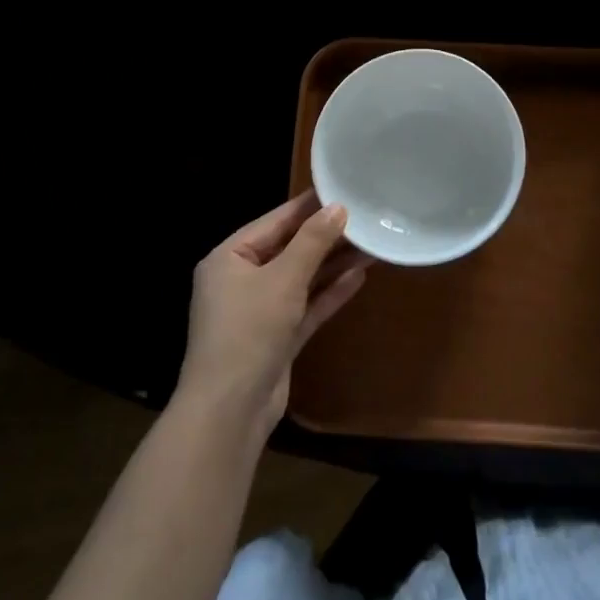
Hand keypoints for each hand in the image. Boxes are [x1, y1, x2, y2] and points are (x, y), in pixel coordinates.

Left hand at [176, 193, 370, 433]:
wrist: (231, 410)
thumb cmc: (249, 330)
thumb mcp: (283, 279)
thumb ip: (312, 242)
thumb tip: (338, 208)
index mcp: (229, 258)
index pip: (274, 221)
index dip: (308, 206)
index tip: (342, 189)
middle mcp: (241, 280)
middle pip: (289, 249)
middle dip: (326, 236)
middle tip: (365, 217)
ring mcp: (259, 311)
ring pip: (301, 278)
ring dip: (332, 264)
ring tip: (370, 244)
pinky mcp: (277, 337)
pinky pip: (306, 306)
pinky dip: (329, 293)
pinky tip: (359, 277)